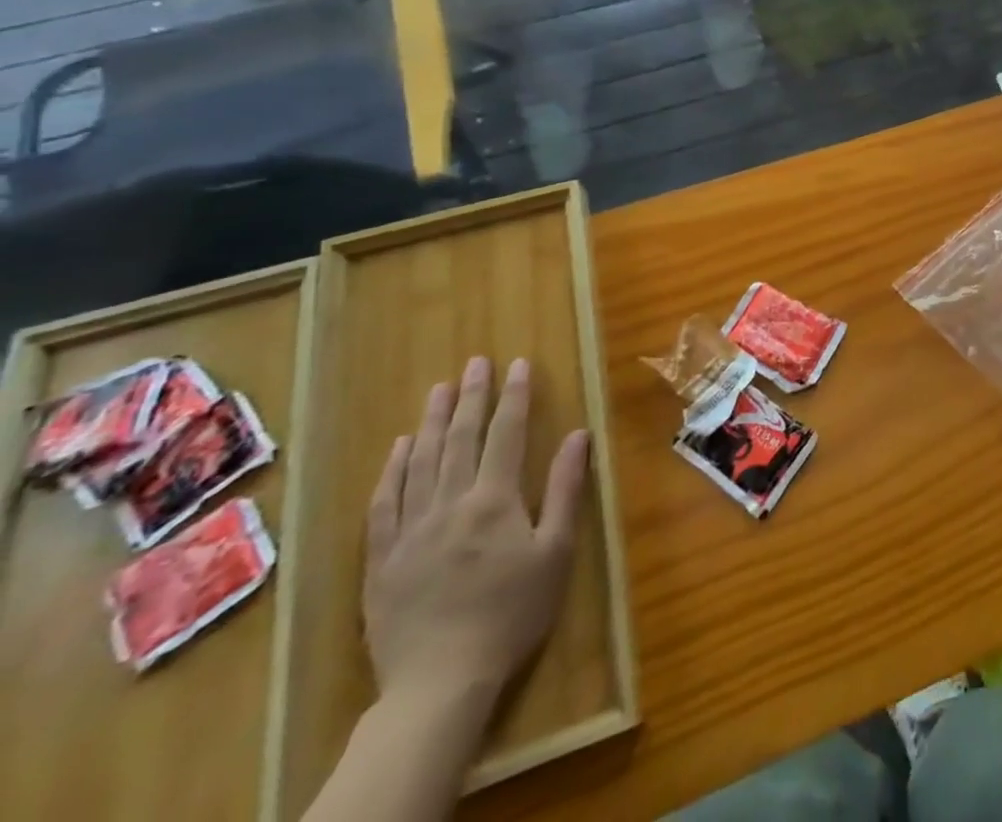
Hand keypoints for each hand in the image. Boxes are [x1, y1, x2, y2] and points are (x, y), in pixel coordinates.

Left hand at [364, 356, 588, 711]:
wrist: (440, 682)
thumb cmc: (512, 613)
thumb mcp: (555, 551)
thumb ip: (564, 489)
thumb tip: (577, 435)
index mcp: (494, 500)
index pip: (506, 434)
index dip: (514, 396)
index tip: (519, 363)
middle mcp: (449, 503)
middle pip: (461, 439)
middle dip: (472, 396)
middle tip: (476, 362)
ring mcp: (409, 530)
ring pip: (420, 462)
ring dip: (433, 421)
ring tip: (440, 388)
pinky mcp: (380, 559)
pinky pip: (383, 503)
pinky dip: (393, 469)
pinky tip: (400, 447)